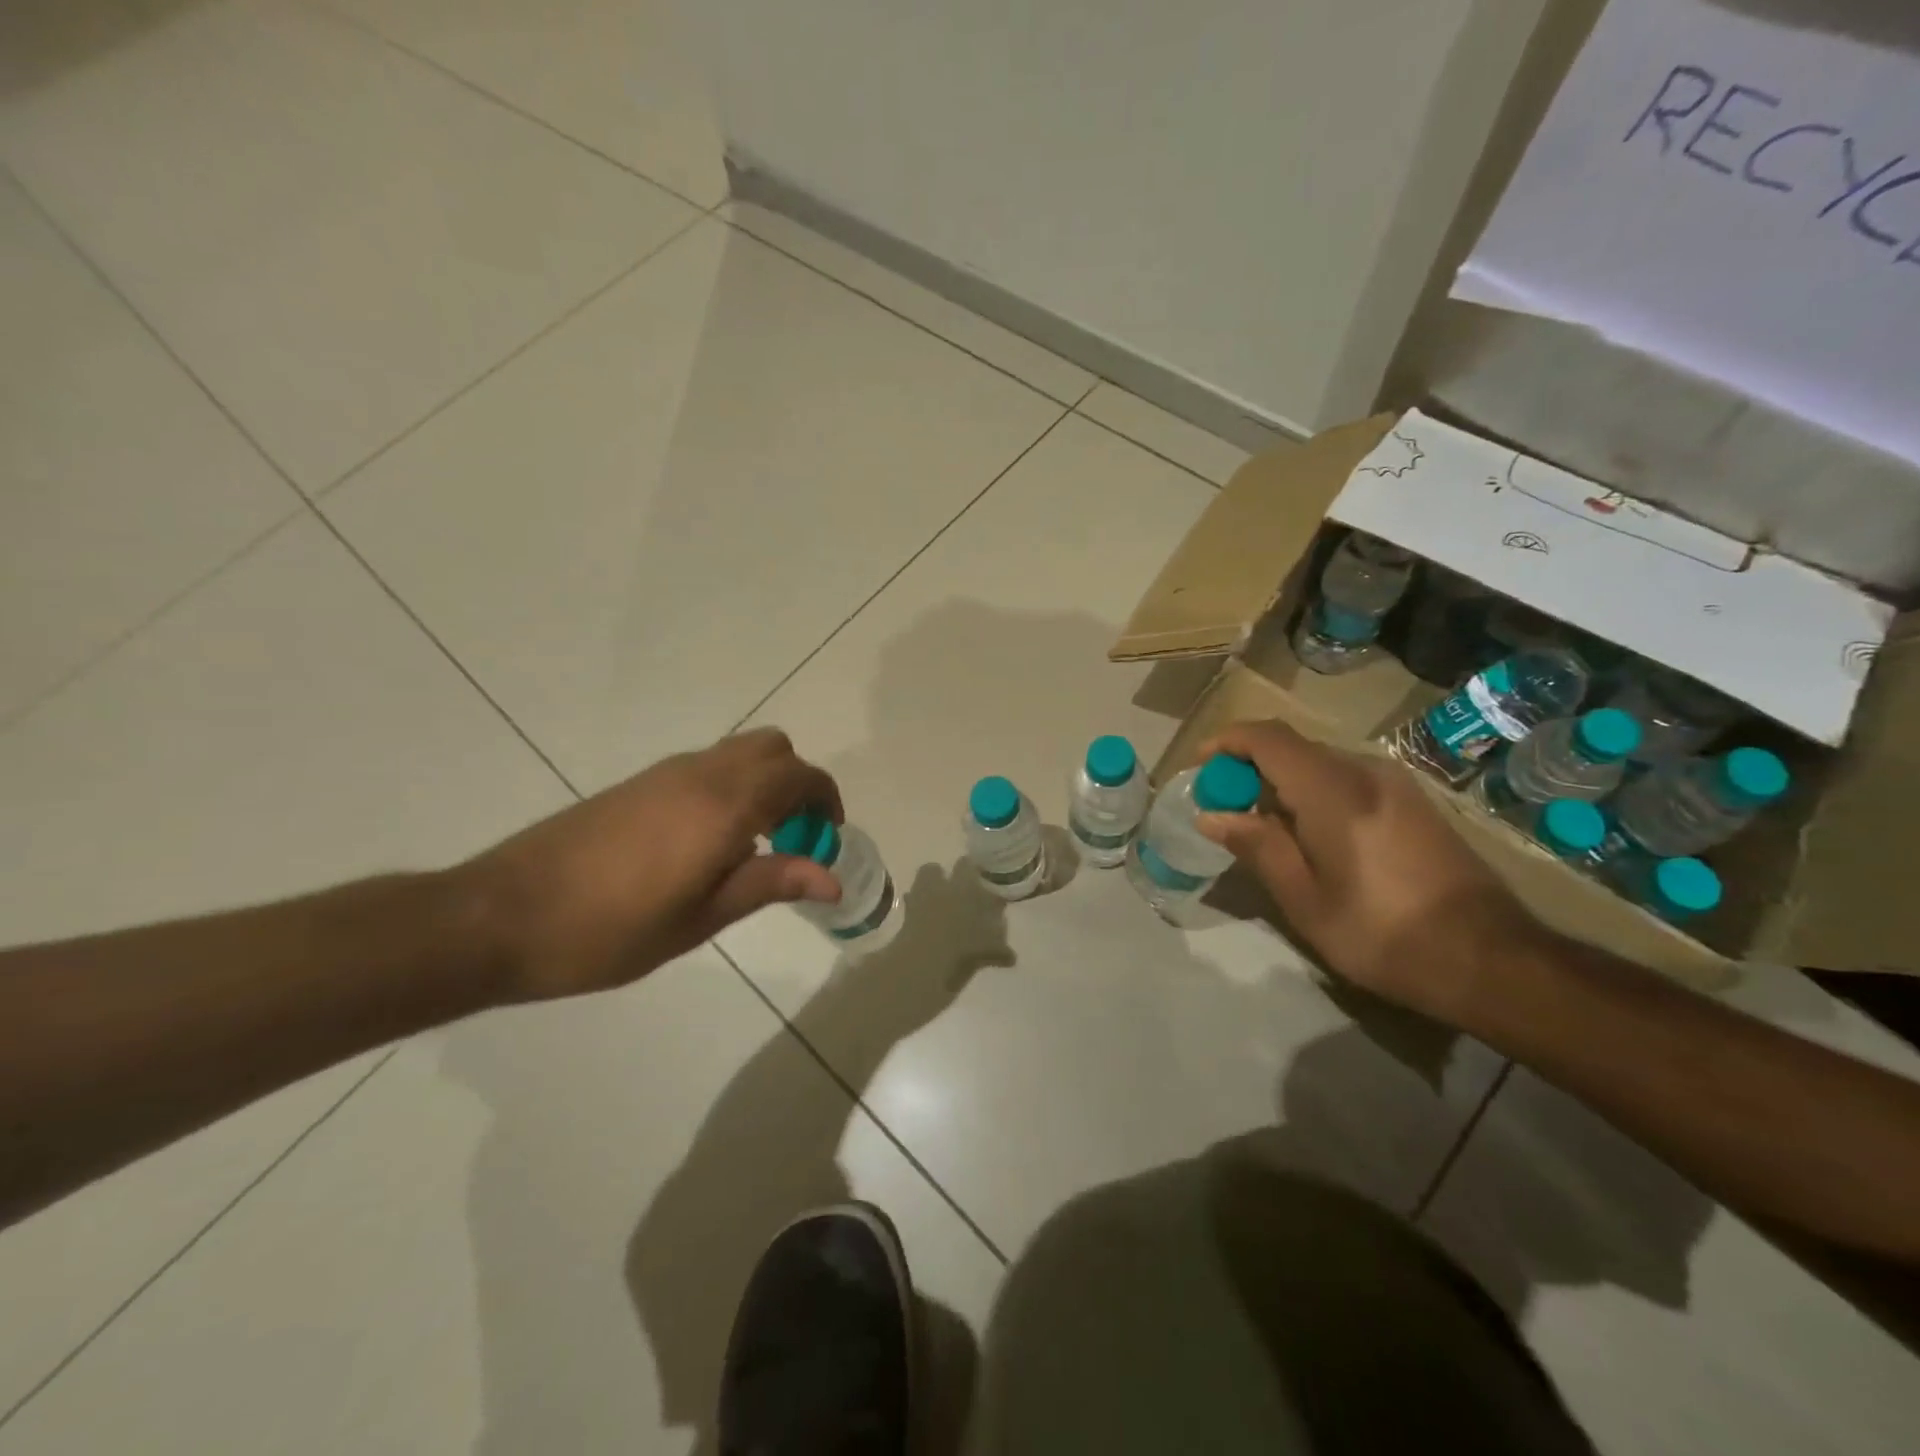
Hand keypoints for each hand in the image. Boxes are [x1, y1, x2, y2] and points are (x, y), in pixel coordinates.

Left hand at [461, 729, 843, 1001]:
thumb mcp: (700, 918)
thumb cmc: (610, 930)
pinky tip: (707, 844)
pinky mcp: (638, 783)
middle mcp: (700, 774)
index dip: (826, 801)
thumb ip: (769, 883)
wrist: (501, 916)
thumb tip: (834, 879)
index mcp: (723, 805)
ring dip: (764, 784)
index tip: (828, 840)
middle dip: (798, 784)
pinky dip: (732, 787)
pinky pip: (708, 766)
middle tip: (793, 839)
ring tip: (754, 847)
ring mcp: (665, 774)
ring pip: (739, 753)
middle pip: (774, 748)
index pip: (800, 776)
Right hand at [1195, 719, 1539, 1019]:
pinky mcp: (1413, 802)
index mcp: (1333, 790)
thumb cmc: (1384, 933)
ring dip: (1281, 782)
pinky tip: (1310, 835)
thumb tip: (1212, 815)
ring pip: (1319, 763)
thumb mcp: (1305, 899)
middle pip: (1292, 748)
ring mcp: (1395, 784)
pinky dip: (1312, 792)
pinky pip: (1346, 779)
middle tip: (1223, 807)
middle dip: (1248, 767)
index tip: (1199, 768)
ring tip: (1262, 827)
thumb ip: (1257, 846)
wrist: (1492, 960)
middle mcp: (1365, 771)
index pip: (1267, 738)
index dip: (1226, 742)